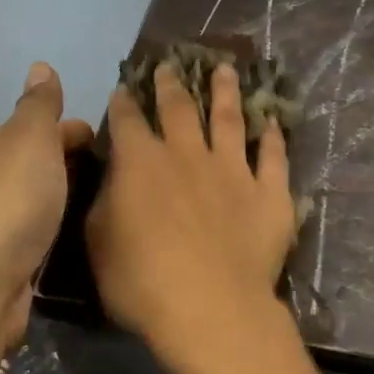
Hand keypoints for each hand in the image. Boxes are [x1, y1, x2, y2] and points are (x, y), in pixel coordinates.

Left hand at [0, 62, 93, 349]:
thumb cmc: (14, 202)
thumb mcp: (31, 140)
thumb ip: (38, 106)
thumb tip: (39, 66)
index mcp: (0, 147)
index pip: (38, 125)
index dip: (71, 127)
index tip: (110, 139)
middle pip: (38, 160)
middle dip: (72, 158)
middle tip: (119, 170)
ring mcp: (4, 220)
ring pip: (41, 195)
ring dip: (67, 191)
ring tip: (109, 198)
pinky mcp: (14, 257)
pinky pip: (44, 228)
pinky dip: (61, 223)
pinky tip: (82, 231)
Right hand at [86, 61, 296, 373]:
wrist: (210, 308)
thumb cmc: (141, 281)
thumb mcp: (99, 242)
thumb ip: (105, 201)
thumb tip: (113, 177)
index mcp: (140, 163)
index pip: (128, 121)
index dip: (123, 103)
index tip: (123, 89)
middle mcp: (187, 154)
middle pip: (179, 108)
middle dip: (171, 84)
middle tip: (169, 65)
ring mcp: (232, 170)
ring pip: (230, 119)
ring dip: (225, 91)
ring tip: (224, 69)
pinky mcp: (269, 193)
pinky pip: (273, 157)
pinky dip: (273, 137)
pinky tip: (273, 122)